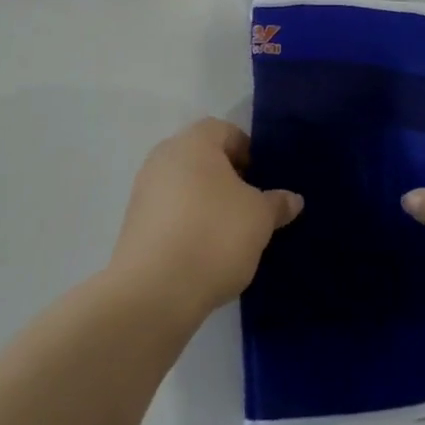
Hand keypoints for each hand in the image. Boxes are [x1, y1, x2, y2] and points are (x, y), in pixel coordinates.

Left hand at [108, 119, 301, 325]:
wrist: (154, 292)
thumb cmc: (215, 235)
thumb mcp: (260, 218)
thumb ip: (276, 203)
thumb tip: (292, 199)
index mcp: (193, 142)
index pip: (226, 131)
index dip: (249, 152)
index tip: (262, 180)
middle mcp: (163, 158)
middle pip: (203, 158)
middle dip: (228, 178)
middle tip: (250, 205)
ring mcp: (143, 191)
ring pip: (185, 186)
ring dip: (207, 202)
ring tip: (230, 233)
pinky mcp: (133, 225)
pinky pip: (170, 213)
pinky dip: (188, 223)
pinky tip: (204, 251)